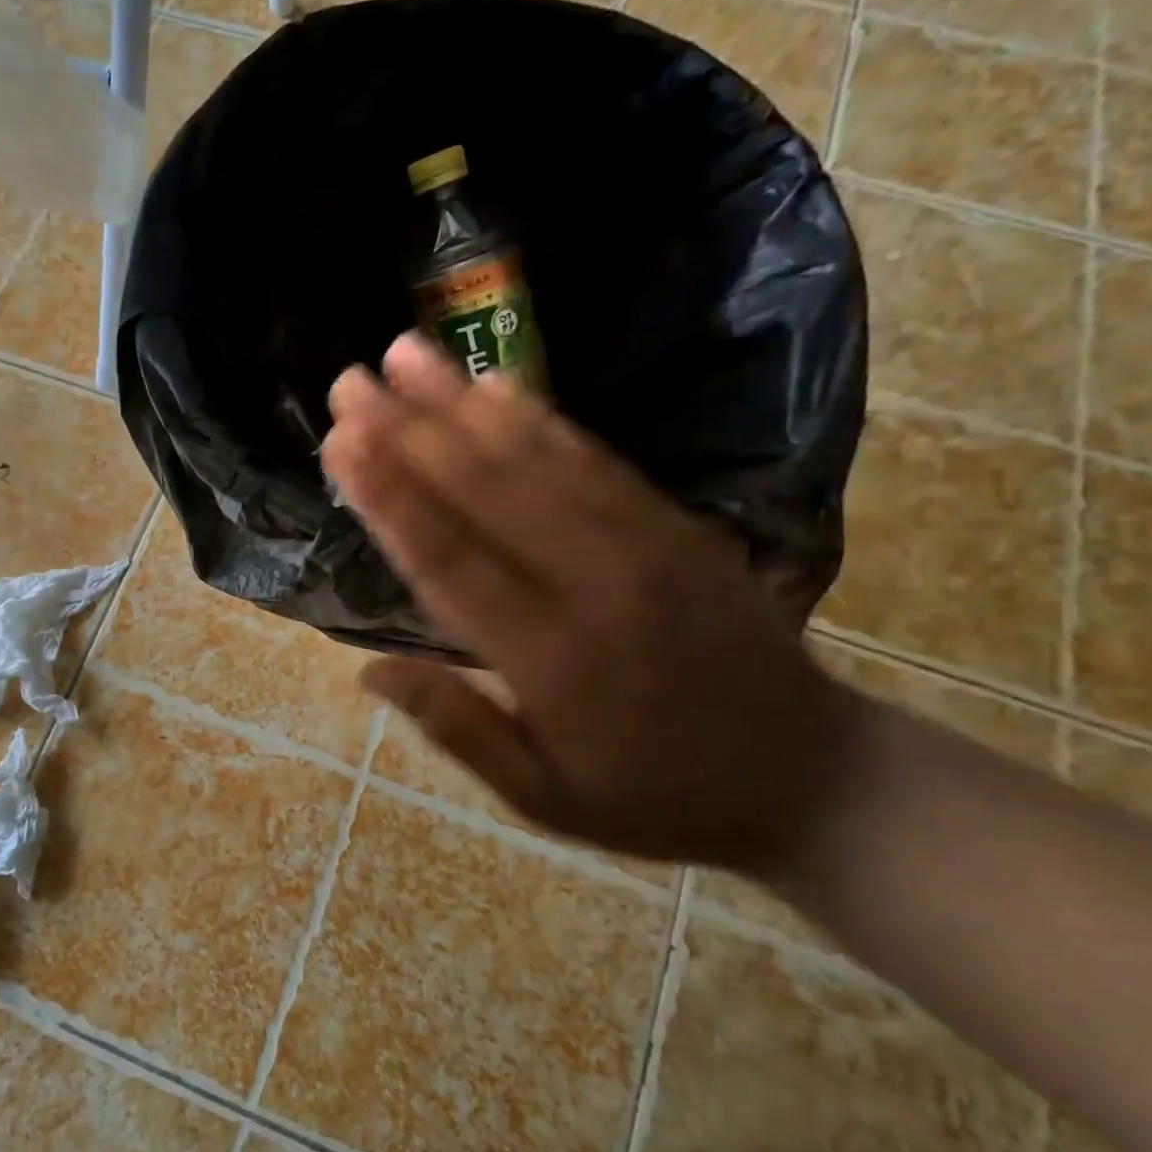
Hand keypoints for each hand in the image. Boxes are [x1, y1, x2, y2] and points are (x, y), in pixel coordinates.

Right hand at [322, 332, 868, 876]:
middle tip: (351, 380)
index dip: (389, 497)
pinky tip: (495, 383)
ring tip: (408, 353)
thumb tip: (369, 670)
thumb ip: (457, 728)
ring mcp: (642, 543)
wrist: (810, 776)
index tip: (341, 442)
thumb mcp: (542, 798)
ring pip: (535, 459)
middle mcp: (592, 582)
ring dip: (463, 402)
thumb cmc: (653, 796)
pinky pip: (594, 459)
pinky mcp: (674, 523)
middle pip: (484, 491)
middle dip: (408, 430)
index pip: (449, 560)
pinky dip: (538, 417)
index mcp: (550, 658)